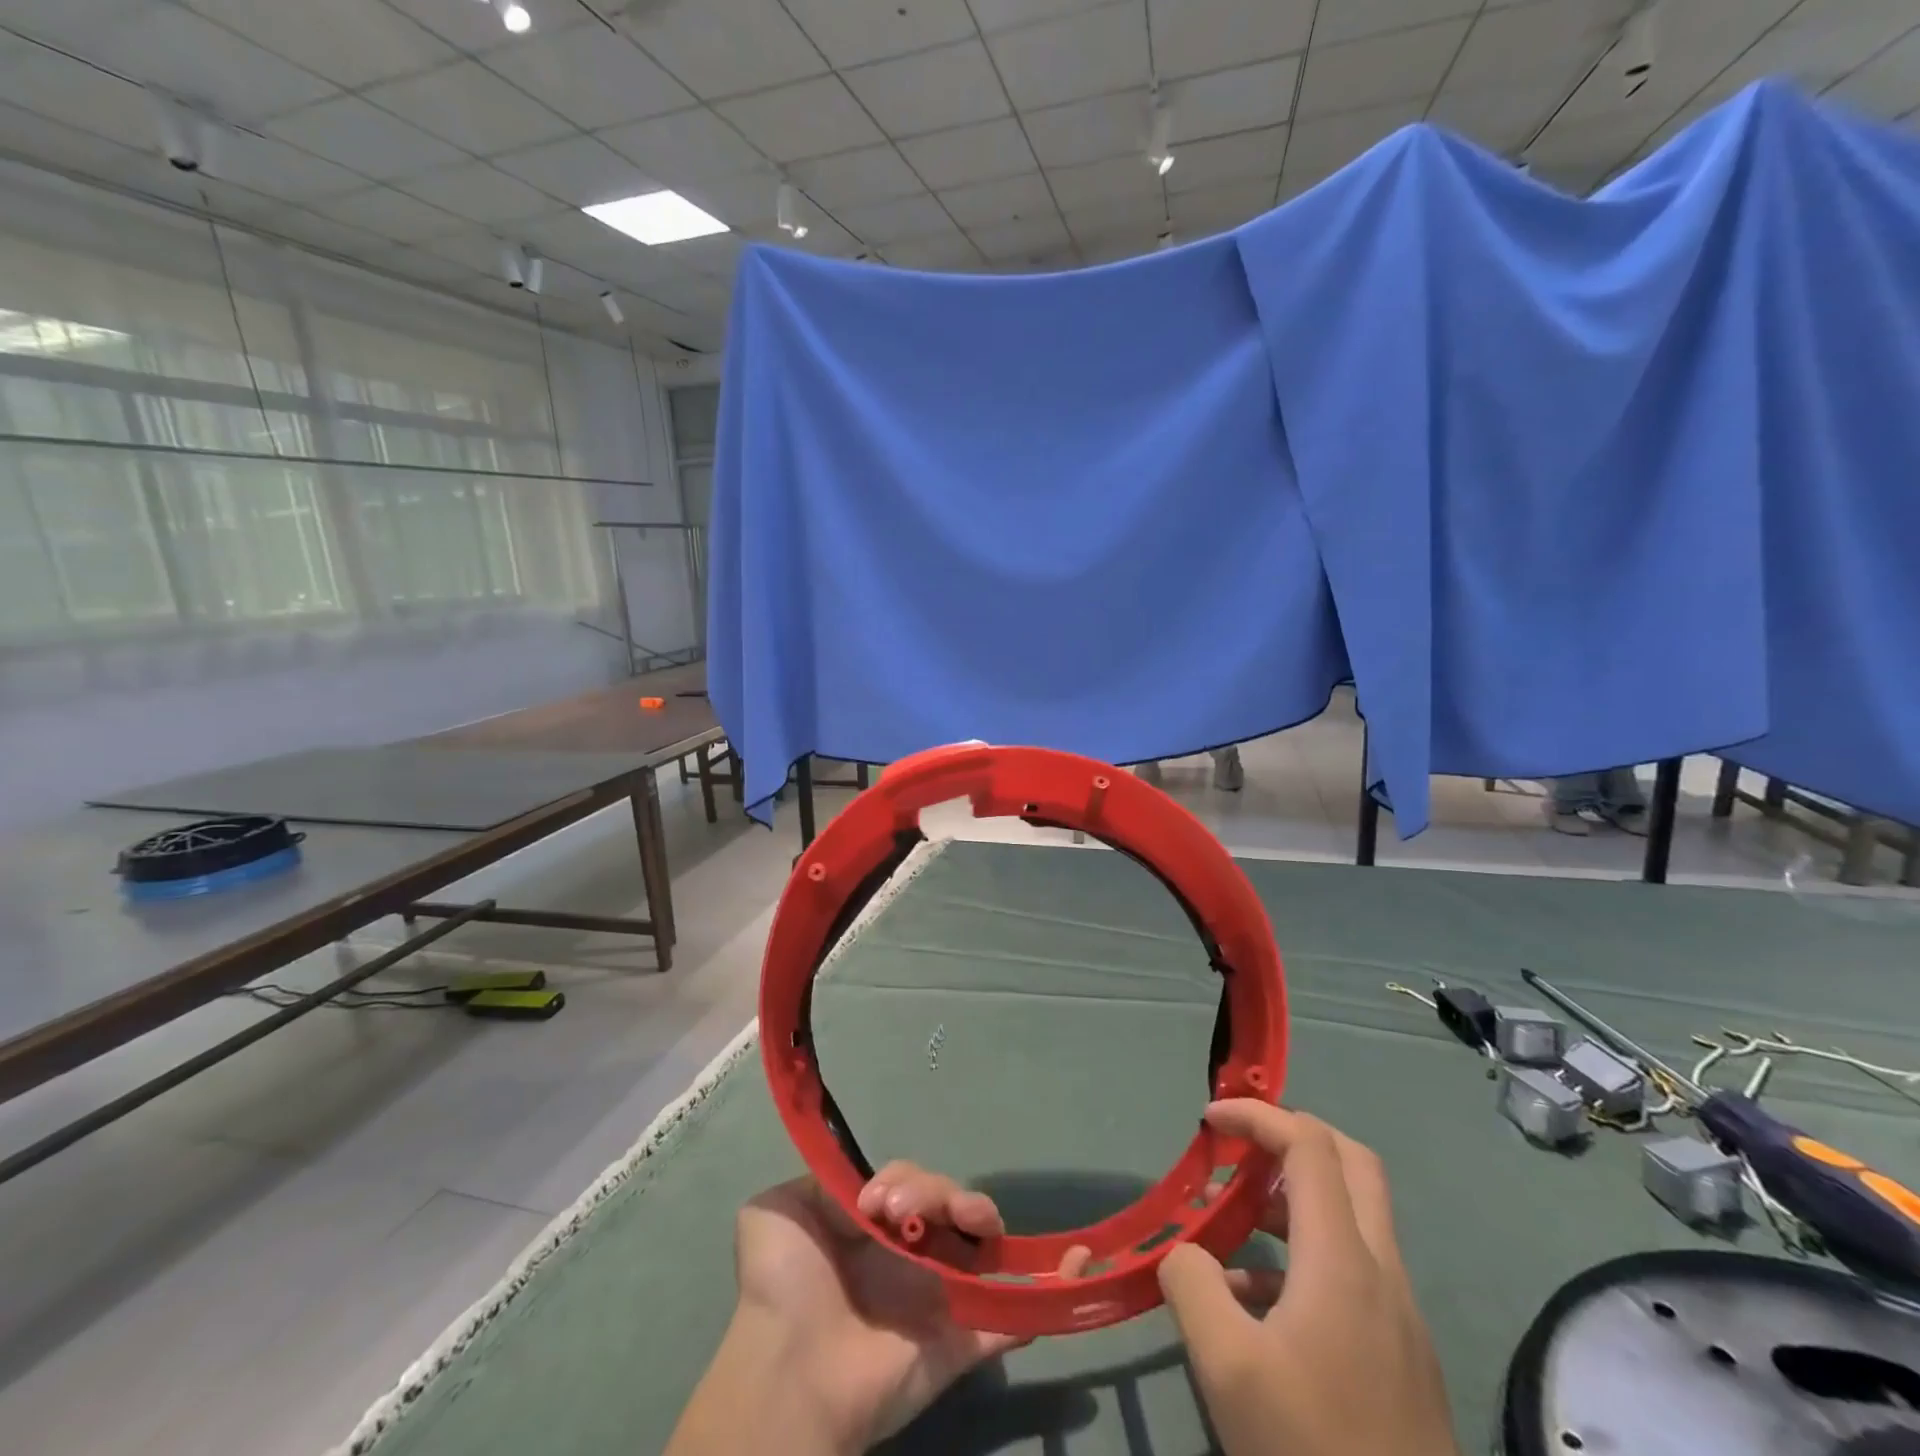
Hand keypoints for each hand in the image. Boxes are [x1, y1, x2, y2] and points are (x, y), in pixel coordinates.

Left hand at [667, 1164, 1086, 1455]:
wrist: (789, 1372)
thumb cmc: (782, 1286)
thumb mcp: (775, 1211)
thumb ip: (814, 1182)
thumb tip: (861, 1183)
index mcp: (872, 1230)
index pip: (911, 1184)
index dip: (908, 1178)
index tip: (879, 1197)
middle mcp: (909, 1258)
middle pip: (950, 1205)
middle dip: (942, 1192)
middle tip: (906, 1209)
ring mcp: (939, 1298)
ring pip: (981, 1244)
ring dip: (982, 1218)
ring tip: (964, 1220)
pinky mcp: (962, 1342)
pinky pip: (1014, 1315)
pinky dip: (1048, 1290)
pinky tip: (1075, 1263)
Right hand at [1158, 1101, 1458, 1455]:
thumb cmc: (1312, 1450)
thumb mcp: (1227, 1367)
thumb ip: (1192, 1284)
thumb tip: (1186, 1253)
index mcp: (1342, 1258)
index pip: (1308, 1144)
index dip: (1257, 1115)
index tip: (1210, 1122)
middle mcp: (1381, 1271)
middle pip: (1350, 1163)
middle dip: (1292, 1136)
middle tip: (1240, 1149)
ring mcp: (1400, 1315)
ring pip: (1354, 1217)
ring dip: (1294, 1197)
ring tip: (1234, 1220)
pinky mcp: (1402, 1355)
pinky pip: (1353, 1270)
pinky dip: (1304, 1254)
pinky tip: (1255, 1301)